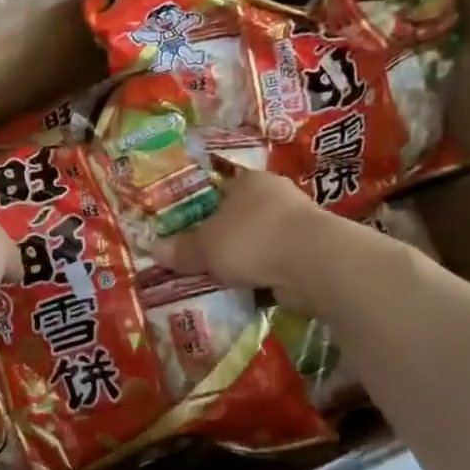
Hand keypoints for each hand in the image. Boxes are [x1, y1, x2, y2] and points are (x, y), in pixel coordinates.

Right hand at [153, 169, 340, 294]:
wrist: (313, 262)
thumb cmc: (252, 239)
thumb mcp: (205, 247)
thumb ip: (182, 250)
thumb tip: (154, 251)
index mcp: (249, 180)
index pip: (222, 187)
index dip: (205, 207)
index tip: (191, 228)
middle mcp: (276, 194)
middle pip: (243, 214)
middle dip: (227, 236)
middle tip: (205, 257)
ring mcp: (299, 222)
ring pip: (263, 239)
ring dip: (250, 257)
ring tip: (227, 278)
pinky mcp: (314, 250)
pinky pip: (280, 261)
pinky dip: (268, 273)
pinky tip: (253, 289)